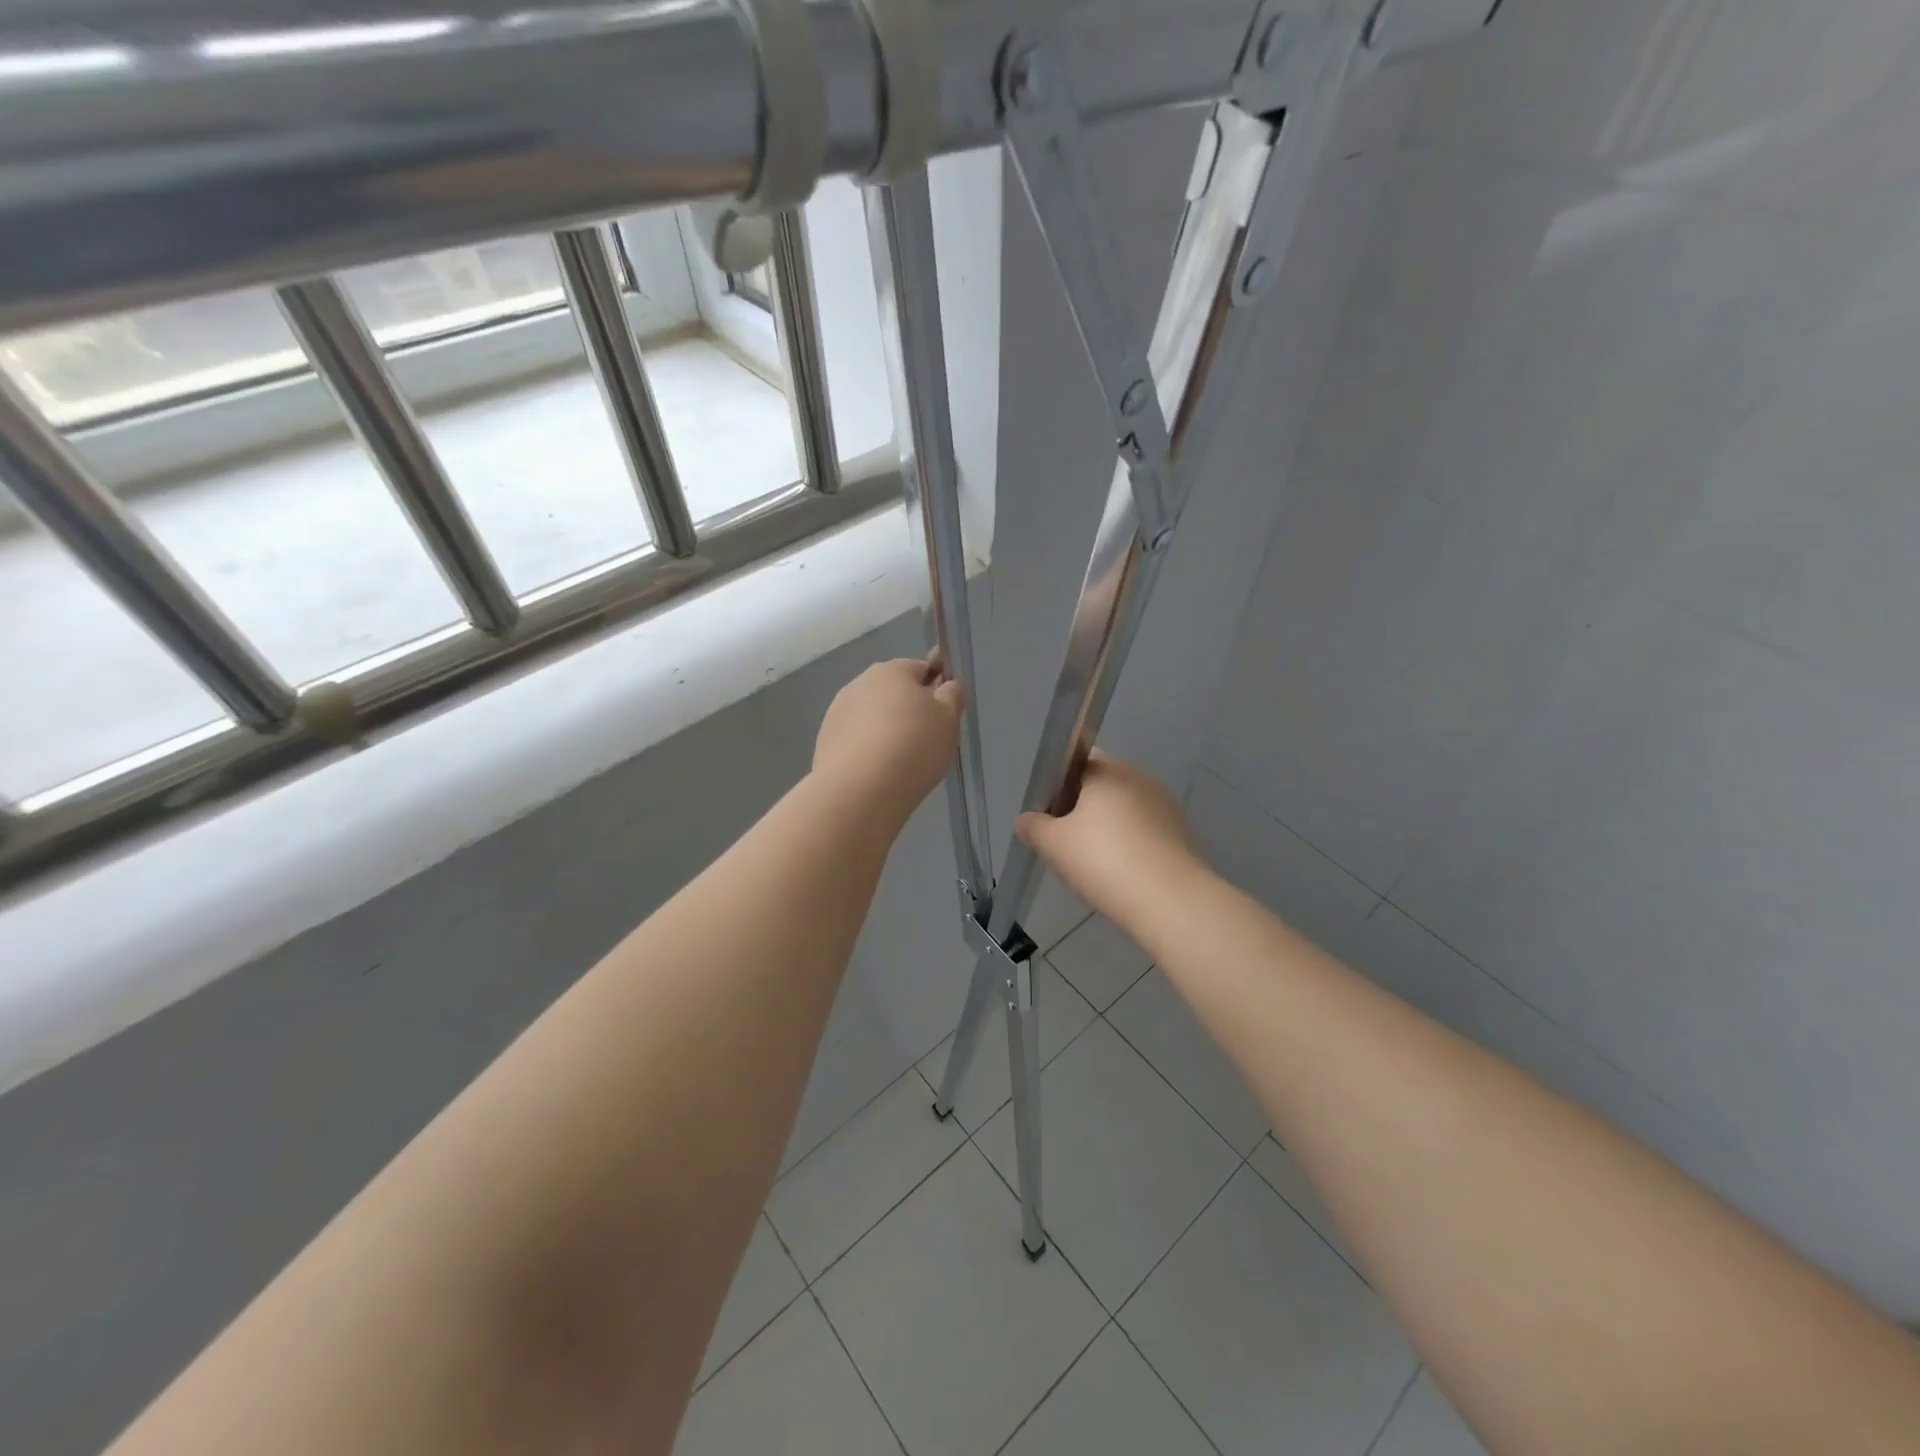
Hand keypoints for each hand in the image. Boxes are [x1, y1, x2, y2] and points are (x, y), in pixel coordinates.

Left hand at [814, 658, 964, 821]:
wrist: (860, 790)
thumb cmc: (913, 746)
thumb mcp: (949, 719)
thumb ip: (952, 696)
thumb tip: (946, 686)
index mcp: (892, 670)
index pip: (920, 669)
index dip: (935, 690)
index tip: (943, 717)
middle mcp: (859, 684)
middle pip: (892, 693)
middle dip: (908, 712)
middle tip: (925, 742)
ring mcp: (837, 712)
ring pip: (871, 717)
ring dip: (885, 731)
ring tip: (900, 763)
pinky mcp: (825, 741)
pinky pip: (855, 741)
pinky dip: (867, 751)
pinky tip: (877, 773)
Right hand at [1016, 752, 1204, 934]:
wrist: (1171, 902)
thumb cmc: (1104, 862)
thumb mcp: (1053, 845)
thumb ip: (1033, 826)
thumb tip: (1026, 819)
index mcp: (1107, 770)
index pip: (1076, 762)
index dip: (1058, 787)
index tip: (1051, 819)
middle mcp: (1139, 777)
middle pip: (1101, 786)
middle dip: (1082, 810)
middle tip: (1067, 845)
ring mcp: (1165, 804)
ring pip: (1125, 810)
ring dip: (1108, 829)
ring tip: (1095, 866)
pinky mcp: (1182, 832)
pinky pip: (1145, 831)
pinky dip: (1131, 845)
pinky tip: (1123, 875)